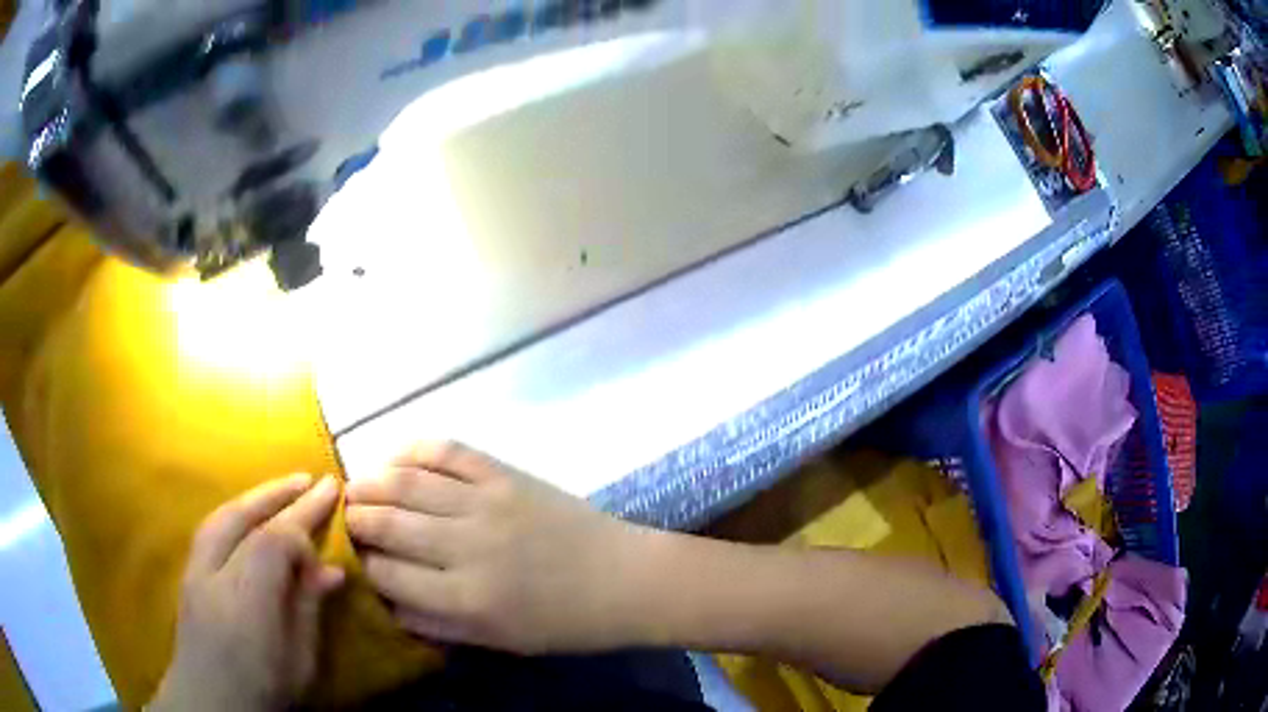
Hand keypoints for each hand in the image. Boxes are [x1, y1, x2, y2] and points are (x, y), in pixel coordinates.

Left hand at [149, 475, 344, 711]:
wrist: (209, 703)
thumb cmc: (263, 688)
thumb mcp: (299, 660)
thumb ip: (308, 609)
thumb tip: (332, 570)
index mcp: (247, 600)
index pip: (273, 541)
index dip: (303, 521)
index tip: (331, 507)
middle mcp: (214, 573)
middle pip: (244, 517)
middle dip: (279, 494)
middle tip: (313, 479)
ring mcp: (195, 569)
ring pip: (223, 515)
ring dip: (256, 497)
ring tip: (283, 487)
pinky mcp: (188, 572)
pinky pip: (212, 527)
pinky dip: (235, 511)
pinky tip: (249, 512)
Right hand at [346, 442, 644, 654]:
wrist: (625, 579)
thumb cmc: (563, 622)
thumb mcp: (498, 641)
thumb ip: (437, 624)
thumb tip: (386, 601)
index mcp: (466, 599)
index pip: (386, 575)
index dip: (359, 564)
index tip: (347, 556)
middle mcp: (467, 547)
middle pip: (387, 523)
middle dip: (353, 519)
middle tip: (341, 518)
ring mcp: (486, 503)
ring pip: (407, 482)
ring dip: (371, 481)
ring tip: (353, 487)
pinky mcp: (506, 475)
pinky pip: (448, 451)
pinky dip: (413, 449)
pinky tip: (395, 457)